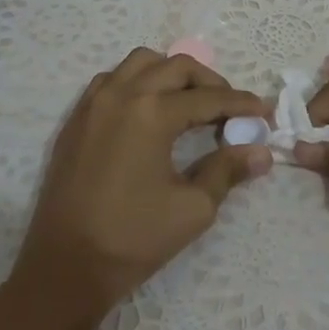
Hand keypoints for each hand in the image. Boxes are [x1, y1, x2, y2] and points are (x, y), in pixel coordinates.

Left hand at [8, 48, 272, 324]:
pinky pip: (111, 79)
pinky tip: (148, 109)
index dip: (240, 104)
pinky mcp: (77, 117)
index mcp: (152, 112)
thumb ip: (227, 170)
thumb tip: (262, 151)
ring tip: (189, 101)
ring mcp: (94, 102)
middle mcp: (122, 93)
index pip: (207, 97)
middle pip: (176, 67)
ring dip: (171, 73)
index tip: (263, 112)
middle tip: (230, 108)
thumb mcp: (192, 208)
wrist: (65, 267)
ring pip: (140, 63)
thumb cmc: (132, 239)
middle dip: (210, 82)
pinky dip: (137, 81)